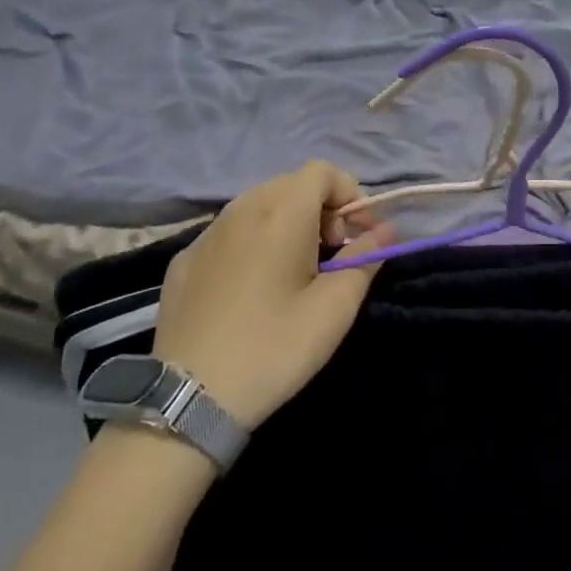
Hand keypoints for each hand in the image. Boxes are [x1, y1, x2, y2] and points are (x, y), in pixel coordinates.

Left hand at [152, 161, 394, 428]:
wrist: (188, 399)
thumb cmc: (274, 346)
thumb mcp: (335, 307)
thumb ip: (366, 259)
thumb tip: (386, 230)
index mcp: (282, 210)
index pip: (323, 171)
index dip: (349, 195)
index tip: (358, 237)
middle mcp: (241, 208)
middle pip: (291, 184)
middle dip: (321, 209)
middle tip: (331, 256)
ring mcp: (206, 233)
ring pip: (258, 205)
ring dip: (287, 223)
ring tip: (294, 272)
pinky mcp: (184, 260)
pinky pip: (230, 233)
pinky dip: (252, 243)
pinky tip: (251, 289)